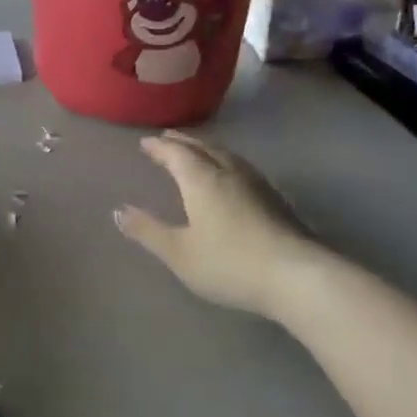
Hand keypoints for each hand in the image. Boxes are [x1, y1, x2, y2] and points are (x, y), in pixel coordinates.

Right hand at [114, 132, 332, 317]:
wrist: (298, 277)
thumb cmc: (230, 263)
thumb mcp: (179, 253)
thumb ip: (148, 231)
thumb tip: (118, 211)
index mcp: (201, 179)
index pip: (175, 153)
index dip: (159, 147)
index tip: (145, 143)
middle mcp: (228, 171)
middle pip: (202, 147)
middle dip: (182, 142)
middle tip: (167, 139)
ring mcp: (256, 183)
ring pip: (225, 155)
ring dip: (206, 149)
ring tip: (195, 152)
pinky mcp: (276, 198)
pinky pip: (241, 167)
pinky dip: (225, 163)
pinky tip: (230, 177)